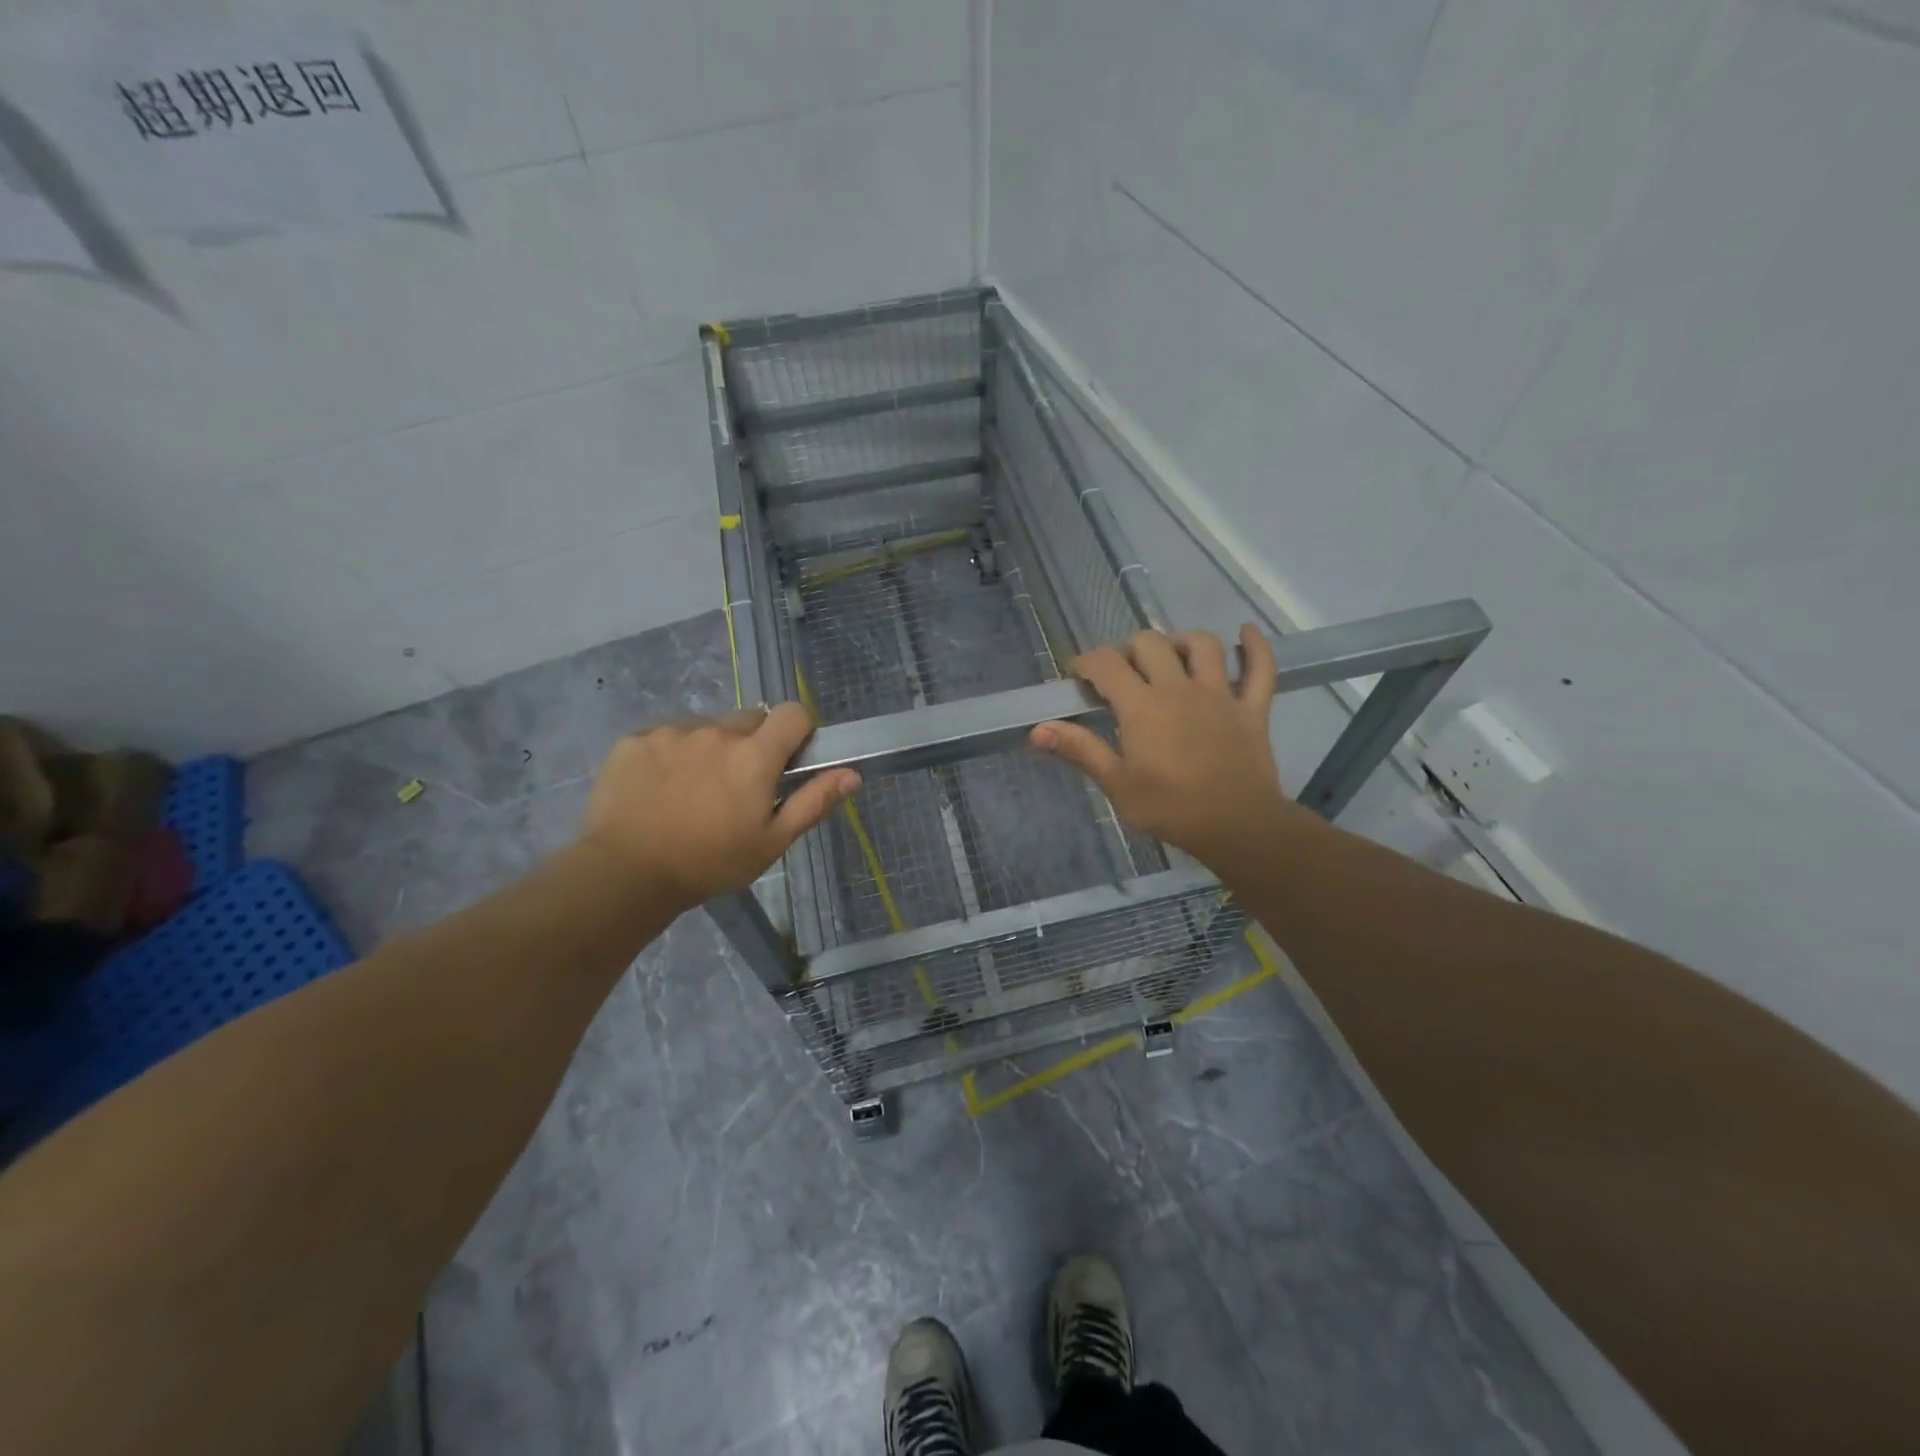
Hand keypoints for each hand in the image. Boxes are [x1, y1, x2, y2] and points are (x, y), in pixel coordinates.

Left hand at [580, 705, 858, 908]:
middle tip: (738, 787)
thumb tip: (853, 774)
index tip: (789, 760)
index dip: (797, 731)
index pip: (792, 713)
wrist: (625, 873)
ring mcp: (672, 732)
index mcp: (755, 755)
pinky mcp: (635, 740)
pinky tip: (659, 791)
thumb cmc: (710, 862)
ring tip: (693, 792)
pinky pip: (665, 737)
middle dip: (752, 744)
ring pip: (706, 729)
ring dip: (710, 749)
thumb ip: (813, 802)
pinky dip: (670, 756)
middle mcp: (716, 732)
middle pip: (749, 720)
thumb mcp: (772, 842)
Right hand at [1030, 625, 1307, 874]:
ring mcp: (1220, 694)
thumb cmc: (1170, 808)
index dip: (1085, 663)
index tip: (1076, 676)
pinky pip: (1261, 669)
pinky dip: (1256, 647)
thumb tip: (1037, 729)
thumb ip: (1080, 750)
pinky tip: (1245, 633)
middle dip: (1127, 650)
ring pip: (1202, 645)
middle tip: (1119, 674)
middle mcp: (1179, 688)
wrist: (1237, 826)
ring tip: (1169, 655)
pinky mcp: (1252, 708)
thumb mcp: (1117, 784)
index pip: (1106, 664)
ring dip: (1180, 641)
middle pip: (1150, 644)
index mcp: (1142, 706)